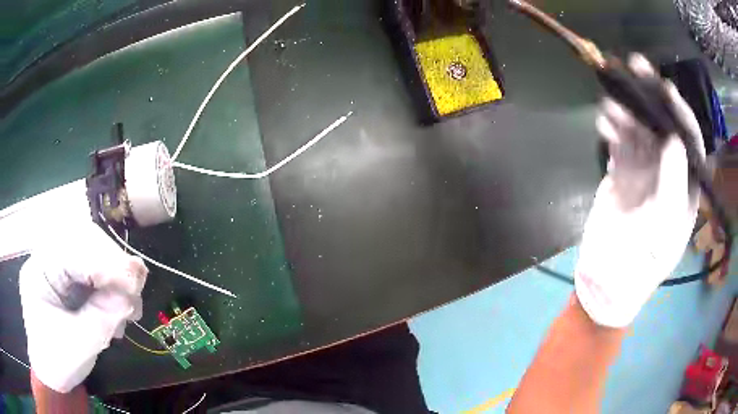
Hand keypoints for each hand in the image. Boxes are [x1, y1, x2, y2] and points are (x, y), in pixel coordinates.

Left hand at [19, 221, 146, 392]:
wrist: (50, 371)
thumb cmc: (56, 361)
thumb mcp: (77, 346)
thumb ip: (100, 319)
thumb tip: (130, 297)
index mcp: (40, 268)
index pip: (74, 248)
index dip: (105, 263)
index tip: (134, 287)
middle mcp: (49, 256)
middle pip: (87, 239)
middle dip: (114, 264)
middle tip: (135, 293)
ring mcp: (60, 264)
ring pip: (96, 251)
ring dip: (117, 275)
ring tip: (129, 307)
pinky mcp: (72, 276)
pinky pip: (98, 269)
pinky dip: (114, 285)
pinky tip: (120, 308)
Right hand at [575, 54, 703, 327]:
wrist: (606, 282)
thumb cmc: (641, 264)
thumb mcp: (664, 230)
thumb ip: (674, 185)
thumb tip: (674, 139)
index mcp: (685, 186)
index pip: (688, 140)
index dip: (679, 111)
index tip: (664, 86)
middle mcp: (667, 172)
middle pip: (662, 126)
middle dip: (650, 96)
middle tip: (635, 66)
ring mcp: (643, 171)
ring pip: (638, 129)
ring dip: (626, 112)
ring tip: (612, 103)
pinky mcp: (620, 173)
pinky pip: (618, 142)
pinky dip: (611, 128)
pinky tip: (604, 122)